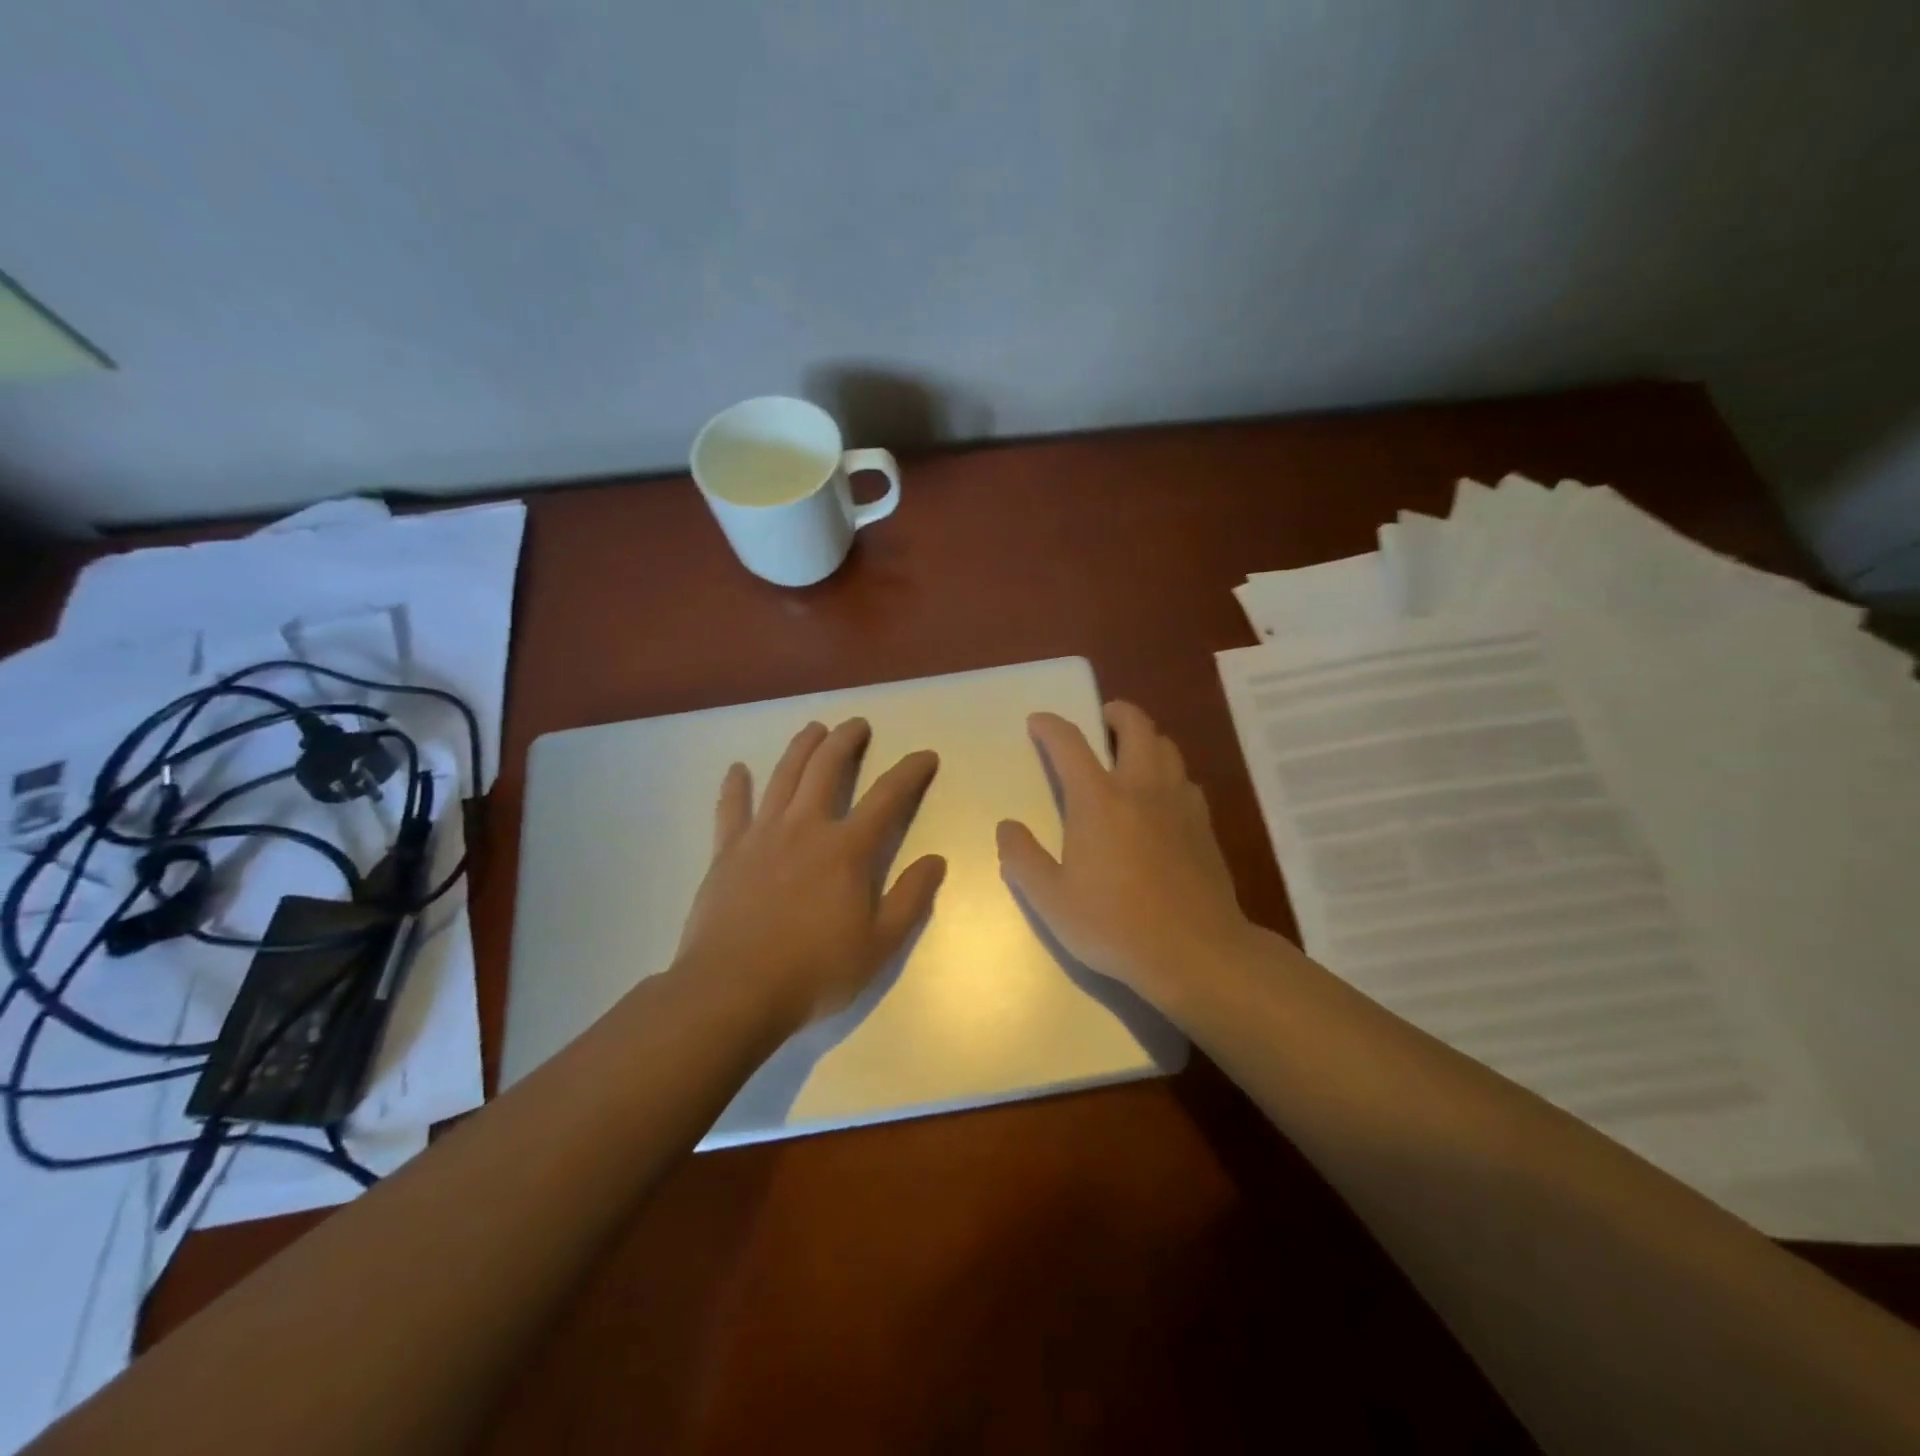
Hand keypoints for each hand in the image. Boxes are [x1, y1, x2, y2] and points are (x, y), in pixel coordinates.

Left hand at [674, 718, 945, 1027]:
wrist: (734, 991)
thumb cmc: (815, 971)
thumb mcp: (879, 945)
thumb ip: (911, 899)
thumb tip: (936, 860)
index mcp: (847, 850)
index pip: (888, 797)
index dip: (910, 772)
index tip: (925, 756)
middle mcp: (806, 828)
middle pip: (827, 769)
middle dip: (845, 741)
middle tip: (857, 724)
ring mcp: (762, 836)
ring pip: (783, 776)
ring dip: (801, 748)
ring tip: (813, 728)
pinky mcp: (728, 852)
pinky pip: (732, 809)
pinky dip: (735, 786)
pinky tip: (738, 769)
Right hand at [996, 702, 1253, 1012]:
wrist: (1196, 952)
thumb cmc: (1115, 926)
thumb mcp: (1051, 900)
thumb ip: (1023, 858)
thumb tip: (1007, 827)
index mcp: (1098, 800)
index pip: (1070, 743)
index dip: (1050, 726)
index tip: (1038, 723)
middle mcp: (1141, 788)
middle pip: (1136, 726)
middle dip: (1115, 713)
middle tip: (1101, 720)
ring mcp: (1179, 803)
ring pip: (1167, 747)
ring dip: (1146, 738)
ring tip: (1130, 754)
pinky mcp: (1204, 825)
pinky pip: (1185, 780)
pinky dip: (1168, 773)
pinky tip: (1161, 798)